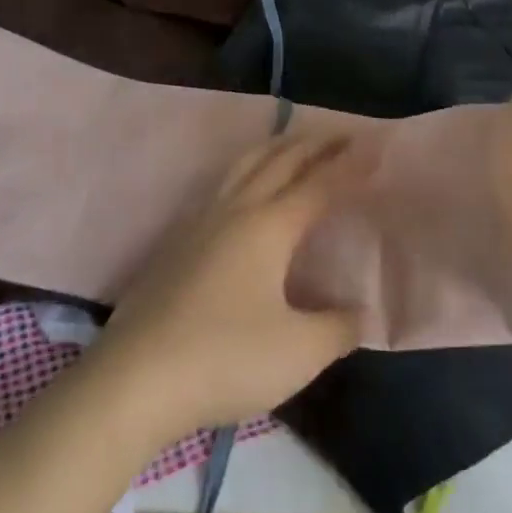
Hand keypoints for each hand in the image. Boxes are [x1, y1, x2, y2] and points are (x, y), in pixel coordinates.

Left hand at [98, 130, 368, 435]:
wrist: (135, 379)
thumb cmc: (225, 358)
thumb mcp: (298, 352)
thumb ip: (337, 328)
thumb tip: (362, 312)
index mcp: (270, 225)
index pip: (320, 184)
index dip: (350, 166)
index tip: (376, 146)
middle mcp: (237, 209)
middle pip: (281, 160)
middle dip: (315, 144)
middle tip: (343, 134)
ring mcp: (201, 221)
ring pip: (245, 165)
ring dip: (277, 148)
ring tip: (296, 144)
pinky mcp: (178, 240)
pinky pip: (223, 183)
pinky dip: (249, 169)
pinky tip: (246, 188)